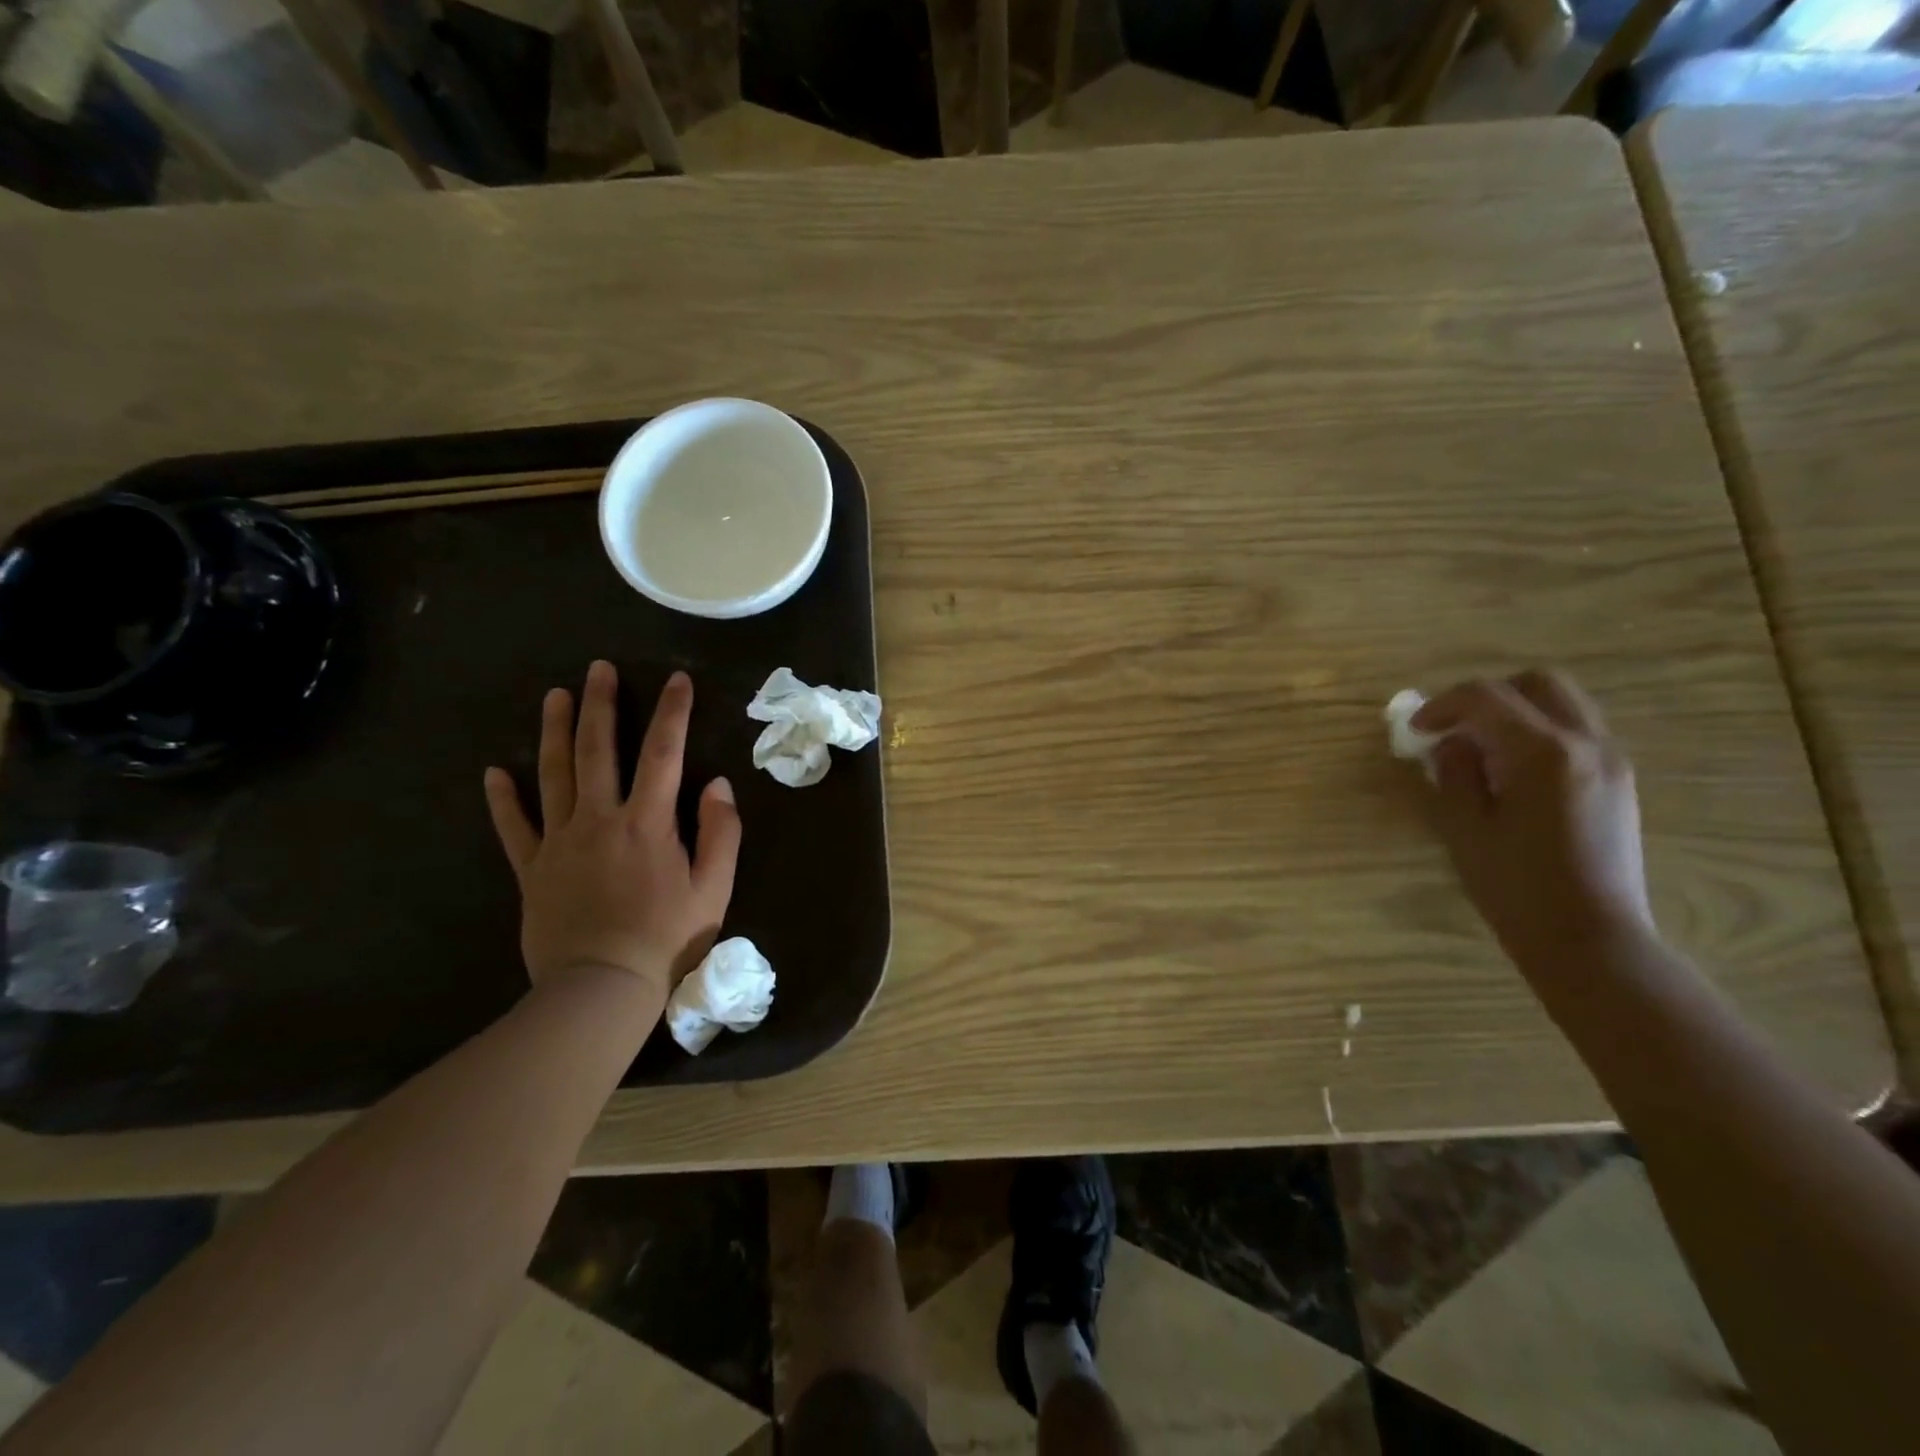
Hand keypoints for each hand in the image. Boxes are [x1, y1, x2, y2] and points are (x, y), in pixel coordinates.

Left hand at [483, 661, 740, 999]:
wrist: (601, 988)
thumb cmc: (667, 938)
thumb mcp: (714, 888)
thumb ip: (720, 833)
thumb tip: (718, 784)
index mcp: (648, 823)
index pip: (664, 754)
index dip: (672, 713)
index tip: (678, 679)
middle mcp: (600, 820)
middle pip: (598, 751)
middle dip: (601, 706)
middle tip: (598, 669)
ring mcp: (560, 842)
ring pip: (553, 776)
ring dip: (555, 733)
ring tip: (554, 696)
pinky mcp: (532, 869)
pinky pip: (514, 827)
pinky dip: (504, 799)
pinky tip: (495, 772)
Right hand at [1411, 669, 1654, 975]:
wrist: (1590, 939)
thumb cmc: (1516, 887)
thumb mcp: (1464, 828)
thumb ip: (1454, 773)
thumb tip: (1452, 744)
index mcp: (1543, 753)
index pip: (1486, 698)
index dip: (1442, 705)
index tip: (1415, 730)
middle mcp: (1587, 743)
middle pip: (1537, 684)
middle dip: (1487, 696)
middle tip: (1452, 727)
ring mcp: (1611, 761)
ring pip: (1563, 703)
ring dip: (1515, 711)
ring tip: (1480, 748)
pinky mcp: (1618, 781)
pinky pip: (1576, 731)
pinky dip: (1538, 731)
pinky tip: (1511, 770)